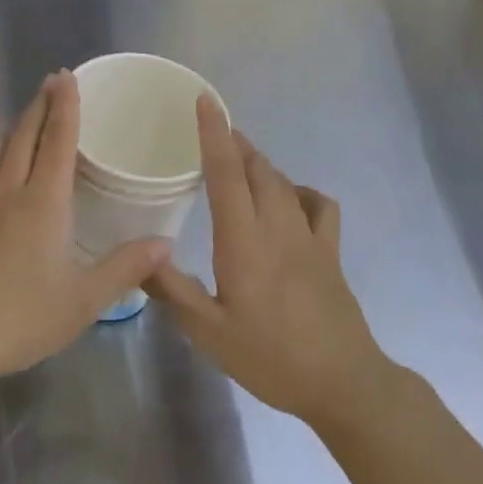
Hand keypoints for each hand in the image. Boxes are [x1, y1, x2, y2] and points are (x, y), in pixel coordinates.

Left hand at [0, 72, 169, 390]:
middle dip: (39, 107)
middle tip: (50, 84)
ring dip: (12, 128)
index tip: (66, 77)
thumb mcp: (84, 300)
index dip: (65, 107)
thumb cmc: (21, 318)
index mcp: (43, 203)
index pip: (57, 142)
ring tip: (24, 116)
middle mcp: (8, 193)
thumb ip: (125, 268)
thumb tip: (165, 243)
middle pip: (23, 137)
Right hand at [150, 96, 396, 431]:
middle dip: (235, 142)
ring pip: (284, 182)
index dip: (214, 134)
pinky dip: (300, 191)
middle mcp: (278, 228)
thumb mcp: (209, 332)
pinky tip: (289, 200)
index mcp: (244, 242)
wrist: (343, 383)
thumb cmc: (271, 358)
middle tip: (212, 131)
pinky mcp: (329, 252)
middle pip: (258, 168)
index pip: (227, 175)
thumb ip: (172, 290)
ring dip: (260, 162)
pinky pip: (318, 205)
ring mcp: (310, 237)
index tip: (204, 101)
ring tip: (239, 159)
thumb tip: (139, 256)